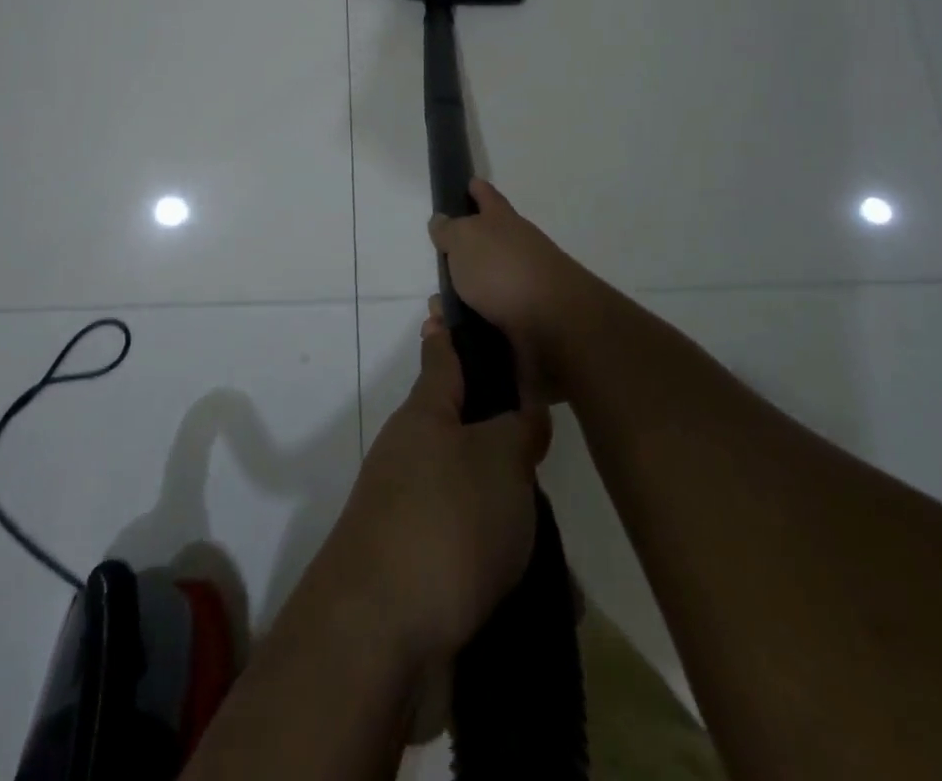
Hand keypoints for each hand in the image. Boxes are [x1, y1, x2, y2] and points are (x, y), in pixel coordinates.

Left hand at [314, 315, 550, 671]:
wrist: (381, 634)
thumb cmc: (446, 522)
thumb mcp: (500, 461)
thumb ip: (518, 429)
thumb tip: (523, 410)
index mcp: (426, 416)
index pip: (441, 358)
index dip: (450, 332)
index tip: (448, 307)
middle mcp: (412, 456)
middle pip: (464, 432)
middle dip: (506, 445)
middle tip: (548, 452)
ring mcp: (411, 514)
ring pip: (476, 501)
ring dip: (514, 521)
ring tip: (560, 551)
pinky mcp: (419, 570)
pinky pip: (475, 558)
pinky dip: (507, 572)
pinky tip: (548, 600)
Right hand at [429, 179, 599, 403]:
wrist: (554, 327)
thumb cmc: (503, 270)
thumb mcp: (465, 238)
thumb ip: (449, 230)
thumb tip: (442, 220)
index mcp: (503, 223)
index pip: (488, 197)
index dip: (477, 189)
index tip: (468, 183)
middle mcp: (516, 252)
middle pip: (483, 249)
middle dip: (458, 260)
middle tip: (435, 269)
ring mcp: (521, 291)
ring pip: (480, 292)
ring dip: (456, 303)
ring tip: (436, 315)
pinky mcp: (521, 328)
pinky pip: (483, 327)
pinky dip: (465, 331)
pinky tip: (449, 337)